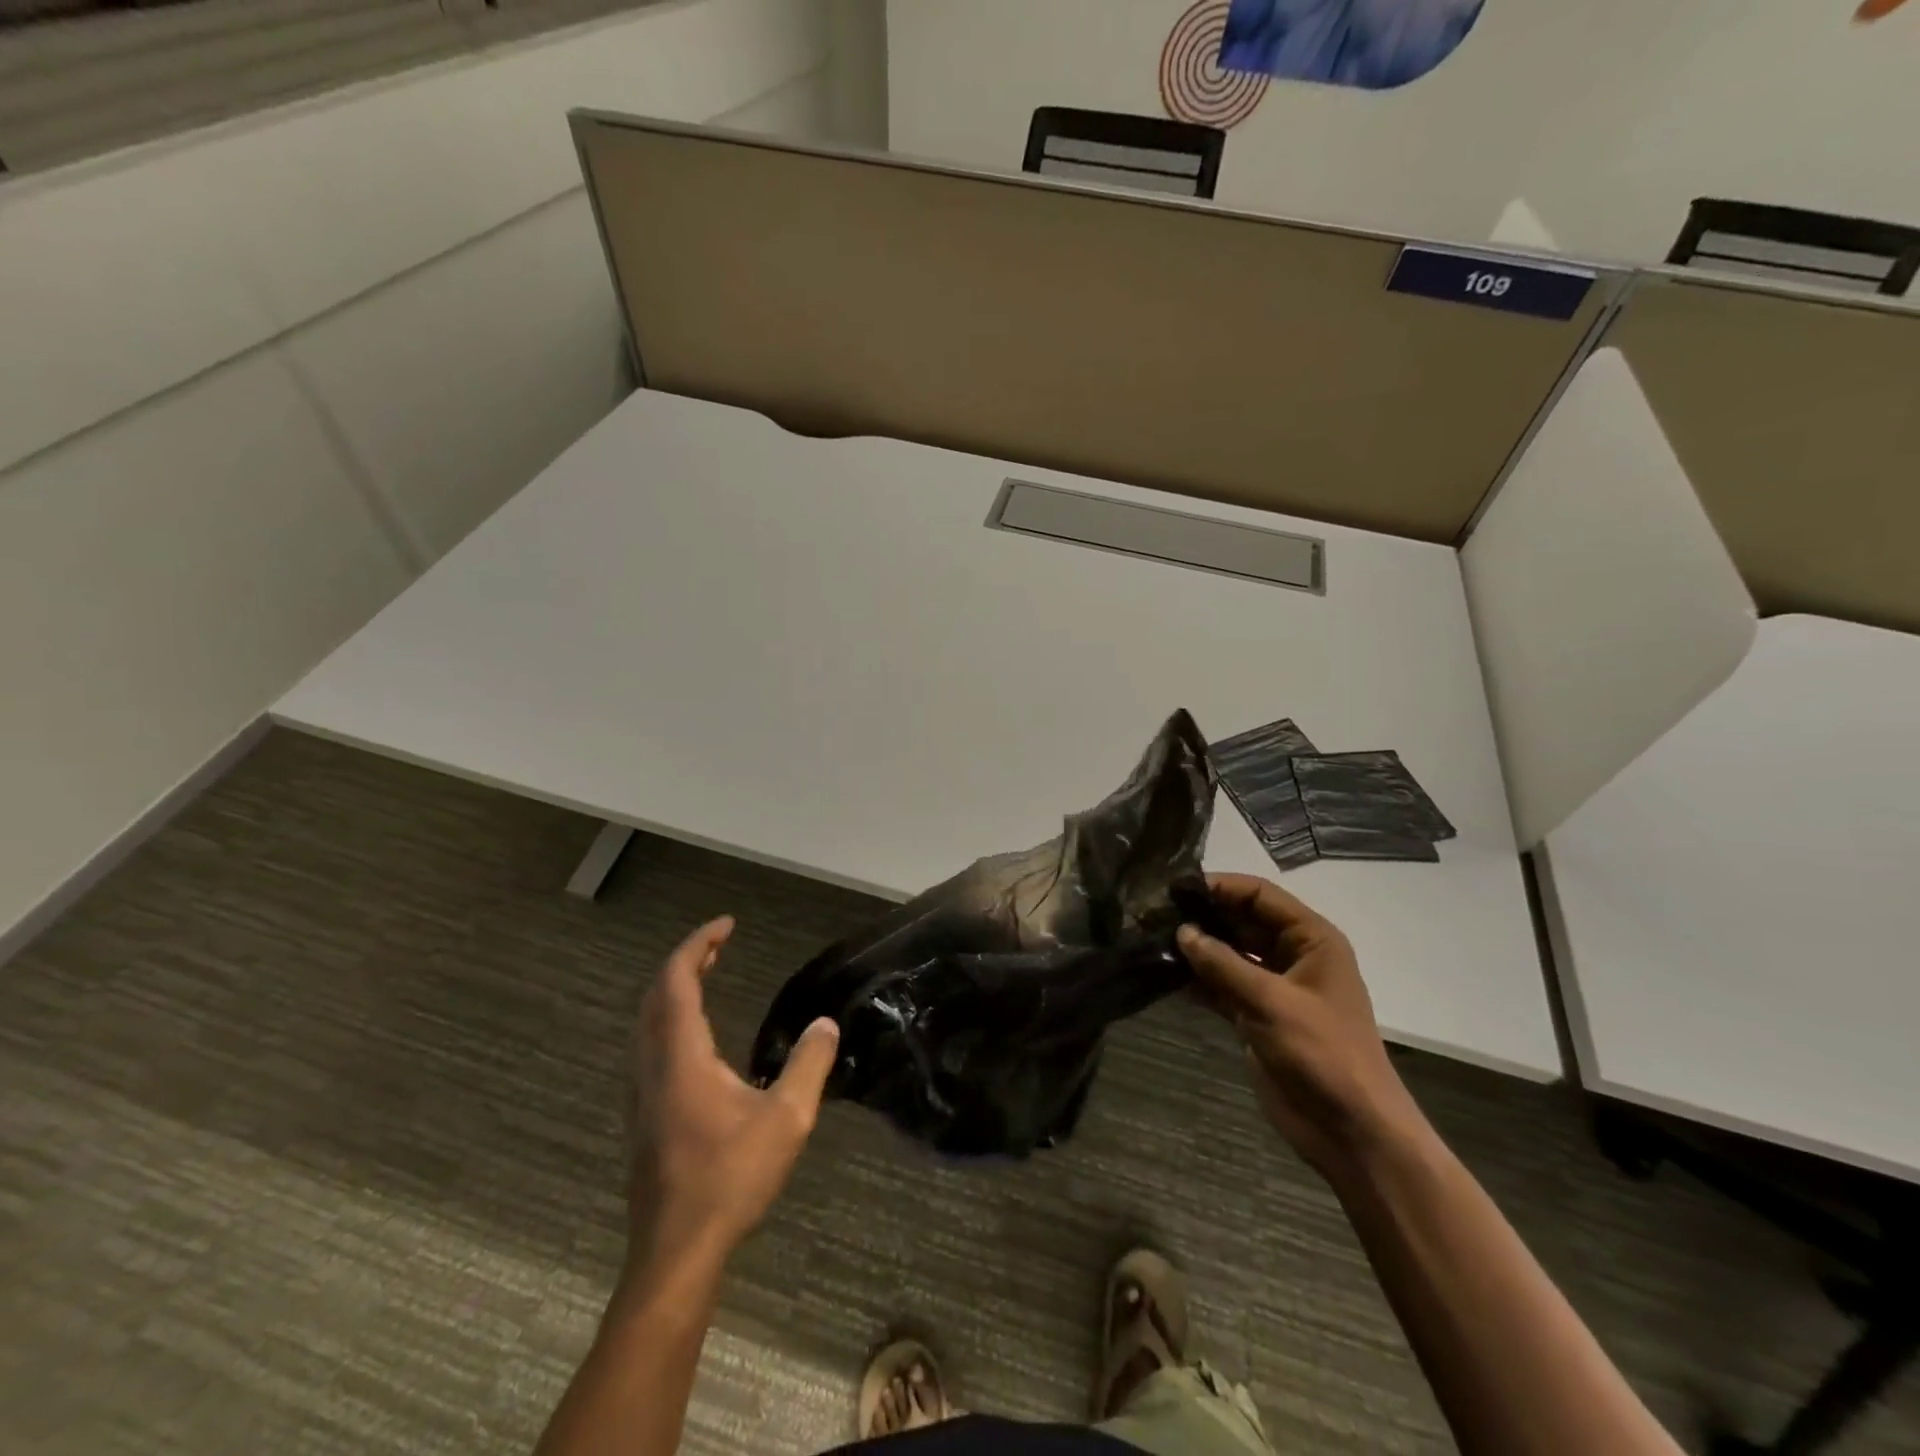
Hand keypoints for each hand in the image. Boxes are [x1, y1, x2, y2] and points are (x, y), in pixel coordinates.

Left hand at [629, 916, 839, 1268]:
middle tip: (720, 945)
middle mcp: (653, 1066)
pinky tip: (698, 1038)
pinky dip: (671, 1018)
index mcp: (681, 1057)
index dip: (698, 945)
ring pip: (648, 1022)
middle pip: (656, 996)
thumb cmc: (729, 1179)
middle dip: (686, 962)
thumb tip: (825, 1024)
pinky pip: (651, 1045)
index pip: (677, 981)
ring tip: (707, 976)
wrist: (676, 1253)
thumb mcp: (787, 1120)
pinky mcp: (644, 1116)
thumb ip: (809, 1065)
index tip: (726, 925)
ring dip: (674, 990)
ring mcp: (642, 1093)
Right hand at [1177, 874, 1420, 1178]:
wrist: (1350, 1131)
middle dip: (1203, 917)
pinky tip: (1167, 974)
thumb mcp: (1271, 1001)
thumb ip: (1223, 963)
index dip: (1220, 887)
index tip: (1176, 888)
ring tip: (1154, 939)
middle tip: (1155, 914)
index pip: (1260, 895)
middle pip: (1242, 920)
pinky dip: (1199, 980)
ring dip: (1197, 948)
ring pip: (1229, 954)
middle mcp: (1293, 956)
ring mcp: (1274, 987)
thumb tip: (1182, 931)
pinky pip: (1223, 986)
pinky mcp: (1257, 1016)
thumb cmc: (1322, 1054)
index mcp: (1312, 940)